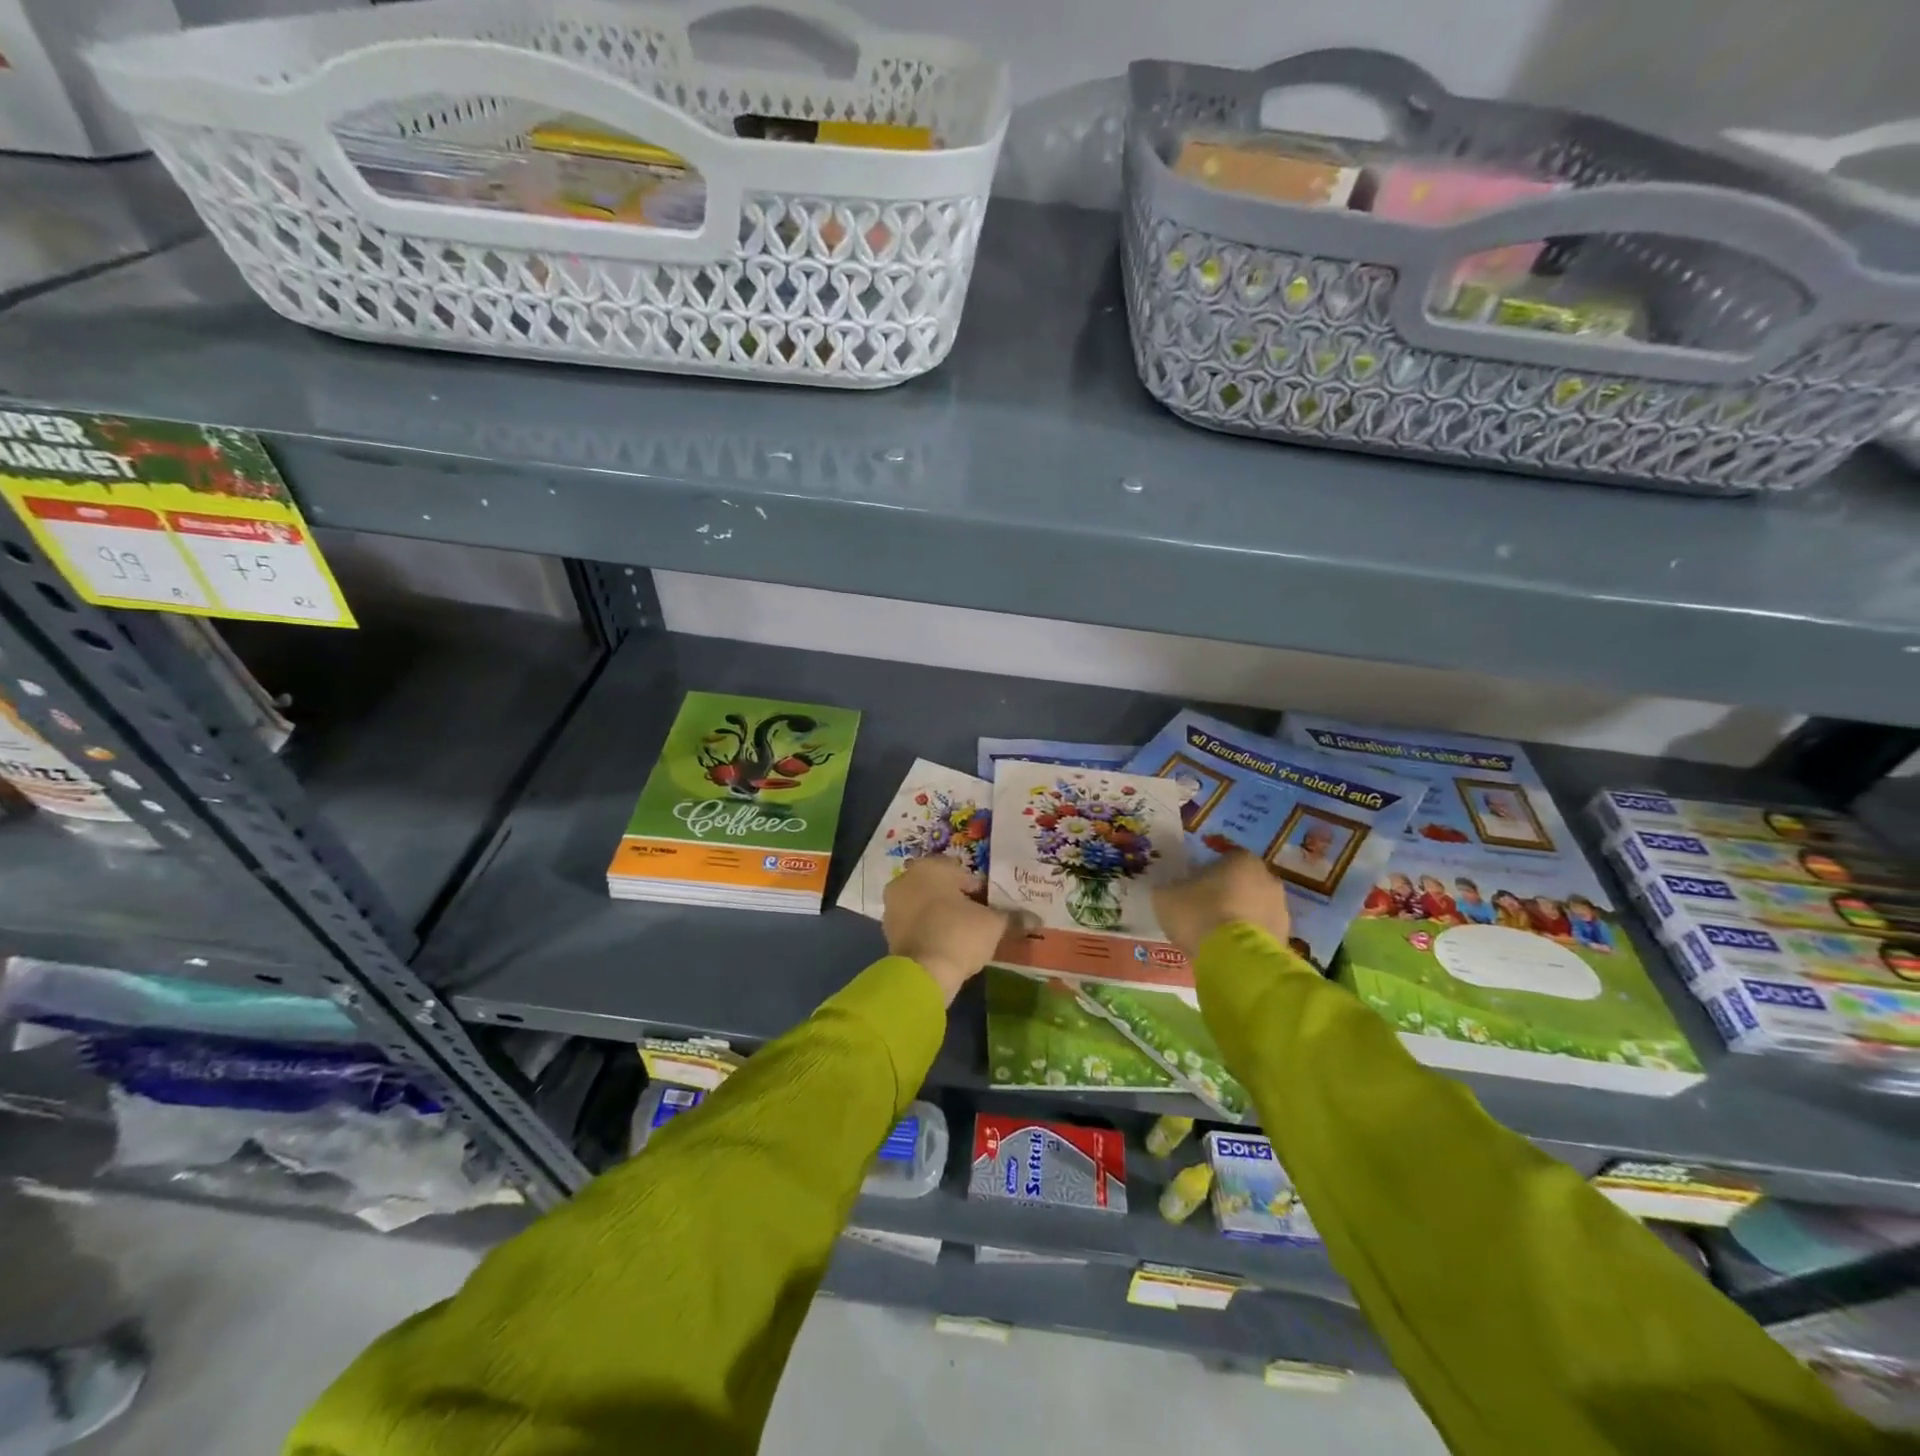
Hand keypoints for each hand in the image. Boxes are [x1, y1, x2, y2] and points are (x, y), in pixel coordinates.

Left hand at [883, 856, 1010, 1004]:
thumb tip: (1036, 919)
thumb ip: (1012, 917)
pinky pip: (916, 925)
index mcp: (928, 867)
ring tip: (964, 937)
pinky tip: (946, 947)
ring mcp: (893, 906)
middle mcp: (905, 880)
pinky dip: (930, 931)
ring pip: (926, 906)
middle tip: (979, 921)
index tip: (990, 908)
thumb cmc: (959, 934)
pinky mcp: (888, 932)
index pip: (961, 873)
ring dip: (942, 916)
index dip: (979, 891)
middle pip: (941, 888)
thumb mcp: (993, 924)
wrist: (923, 974)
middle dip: (958, 902)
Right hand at [1154, 848, 1293, 959]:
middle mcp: (1268, 878)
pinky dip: (1247, 939)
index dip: (1206, 873)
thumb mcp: (1166, 896)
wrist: (1234, 959)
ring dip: (1239, 917)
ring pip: (1254, 908)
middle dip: (1227, 894)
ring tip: (1215, 936)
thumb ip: (1168, 888)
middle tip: (1203, 911)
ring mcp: (1281, 910)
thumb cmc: (1199, 914)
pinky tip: (1228, 951)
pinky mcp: (1285, 939)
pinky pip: (1260, 933)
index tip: (1192, 888)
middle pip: (1242, 883)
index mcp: (1241, 860)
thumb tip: (1169, 890)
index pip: (1224, 859)